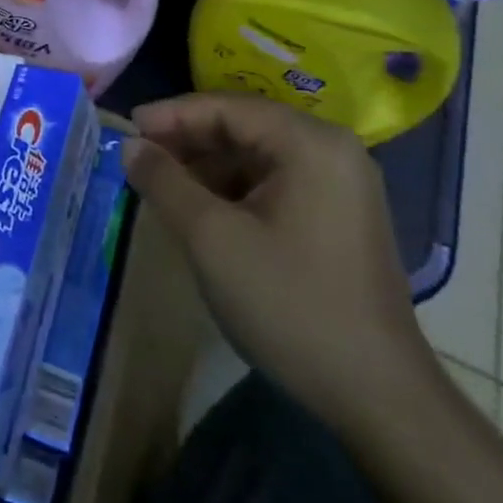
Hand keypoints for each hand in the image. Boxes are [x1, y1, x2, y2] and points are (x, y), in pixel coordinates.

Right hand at [126, 92, 437, 431]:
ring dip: (207, 166)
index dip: (171, 115)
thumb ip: (164, 182)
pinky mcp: (339, 216)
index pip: (227, 107)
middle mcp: (333, 151)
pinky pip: (275, 182)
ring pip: (257, 156)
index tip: (127, 128)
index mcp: (311, 144)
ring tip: (161, 184)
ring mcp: (342, 185)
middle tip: (138, 157)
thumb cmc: (289, 303)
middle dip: (187, 140)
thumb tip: (129, 146)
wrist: (376, 395)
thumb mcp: (211, 238)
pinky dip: (233, 189)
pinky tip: (202, 210)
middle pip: (244, 127)